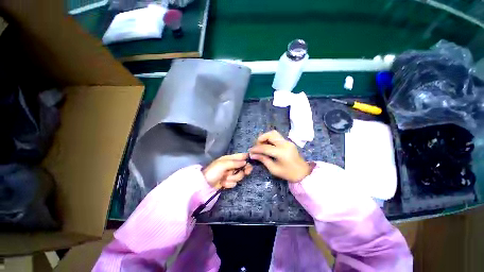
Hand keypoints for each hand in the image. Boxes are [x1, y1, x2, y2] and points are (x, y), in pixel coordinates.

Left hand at [203, 153, 252, 188]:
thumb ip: (234, 163)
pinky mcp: (228, 182)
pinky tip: (223, 184)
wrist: (204, 185)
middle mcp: (230, 166)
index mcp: (228, 159)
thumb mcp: (222, 165)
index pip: (240, 156)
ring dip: (232, 178)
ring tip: (225, 179)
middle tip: (246, 172)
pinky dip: (228, 184)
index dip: (245, 157)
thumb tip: (245, 162)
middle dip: (243, 170)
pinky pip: (234, 183)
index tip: (250, 160)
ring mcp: (230, 174)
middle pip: (242, 167)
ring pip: (239, 176)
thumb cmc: (212, 172)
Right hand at [249, 130, 310, 182]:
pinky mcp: (288, 141)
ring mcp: (287, 141)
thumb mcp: (274, 169)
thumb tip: (253, 155)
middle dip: (261, 139)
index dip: (256, 148)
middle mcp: (284, 144)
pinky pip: (277, 136)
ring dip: (266, 137)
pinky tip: (268, 145)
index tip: (250, 151)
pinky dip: (270, 138)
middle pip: (270, 134)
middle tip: (257, 146)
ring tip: (262, 145)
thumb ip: (263, 160)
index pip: (265, 147)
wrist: (303, 173)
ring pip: (274, 133)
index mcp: (281, 152)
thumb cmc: (288, 173)